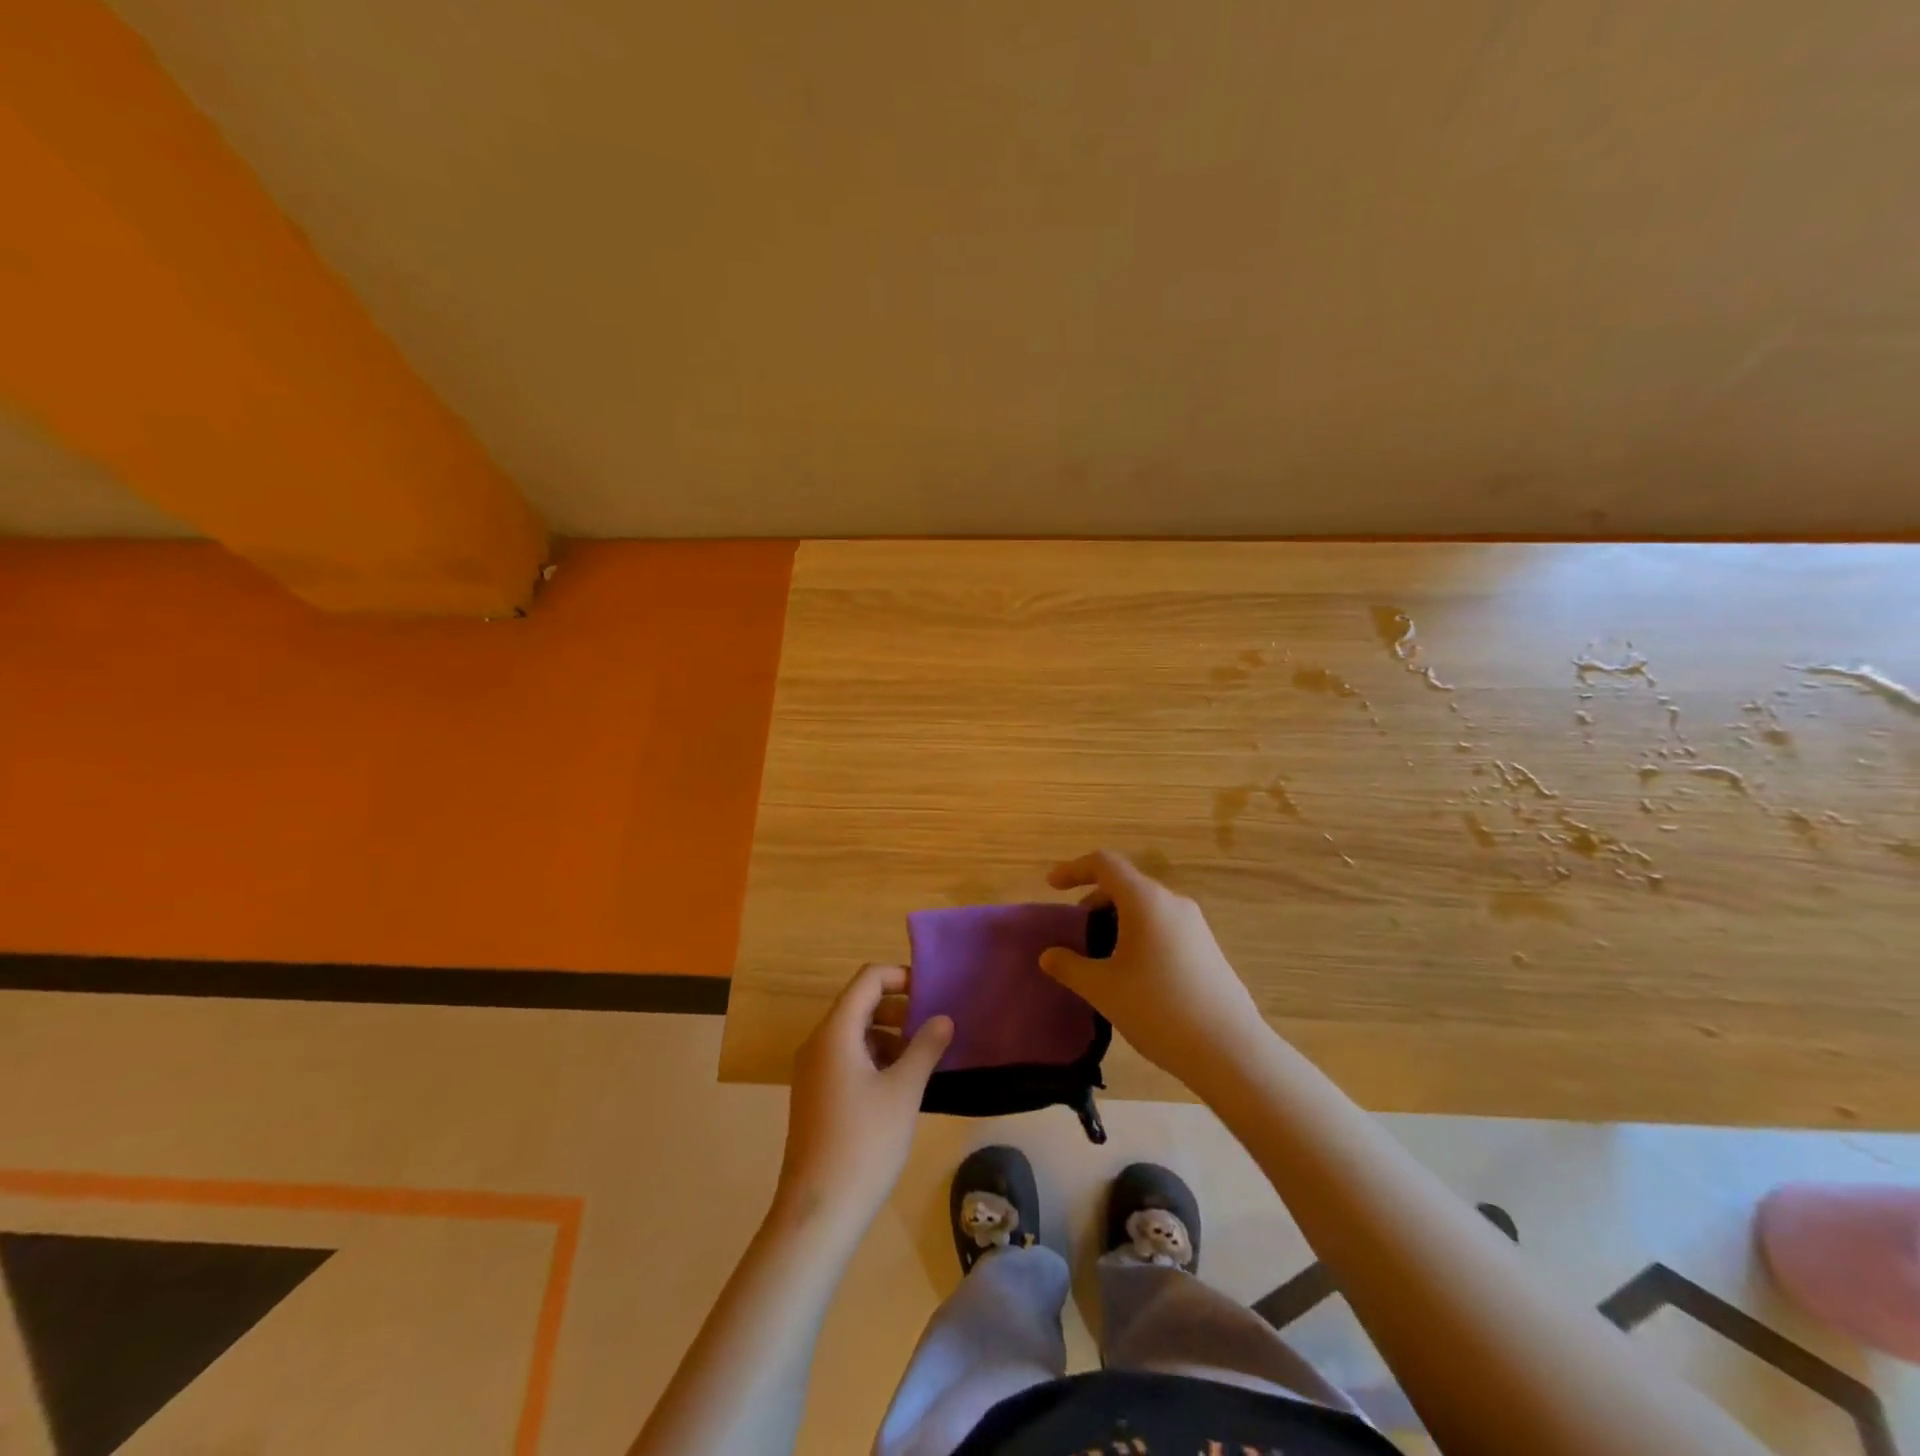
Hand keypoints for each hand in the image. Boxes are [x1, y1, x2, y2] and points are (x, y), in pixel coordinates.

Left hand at [775, 963, 951, 1236]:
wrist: (818, 1213)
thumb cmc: (864, 1142)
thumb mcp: (904, 1091)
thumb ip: (926, 1048)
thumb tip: (943, 1019)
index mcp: (835, 1032)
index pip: (867, 980)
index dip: (900, 977)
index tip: (933, 993)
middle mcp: (818, 1043)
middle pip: (859, 1004)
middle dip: (898, 1008)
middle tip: (934, 1026)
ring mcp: (813, 1071)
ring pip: (854, 1033)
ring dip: (889, 1035)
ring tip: (923, 1057)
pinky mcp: (816, 1095)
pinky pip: (847, 1058)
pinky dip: (875, 1057)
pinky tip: (901, 1084)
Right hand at [1038, 849, 1265, 1083]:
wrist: (1229, 1050)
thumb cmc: (1157, 1009)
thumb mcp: (1103, 989)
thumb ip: (1069, 967)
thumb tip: (1048, 956)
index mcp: (1145, 901)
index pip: (1104, 864)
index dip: (1074, 869)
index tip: (1052, 886)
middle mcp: (1173, 903)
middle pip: (1126, 884)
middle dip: (1095, 900)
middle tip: (1075, 929)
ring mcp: (1195, 926)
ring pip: (1146, 908)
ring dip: (1117, 920)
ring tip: (1100, 956)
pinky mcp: (1207, 949)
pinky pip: (1164, 927)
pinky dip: (1139, 934)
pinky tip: (1133, 974)